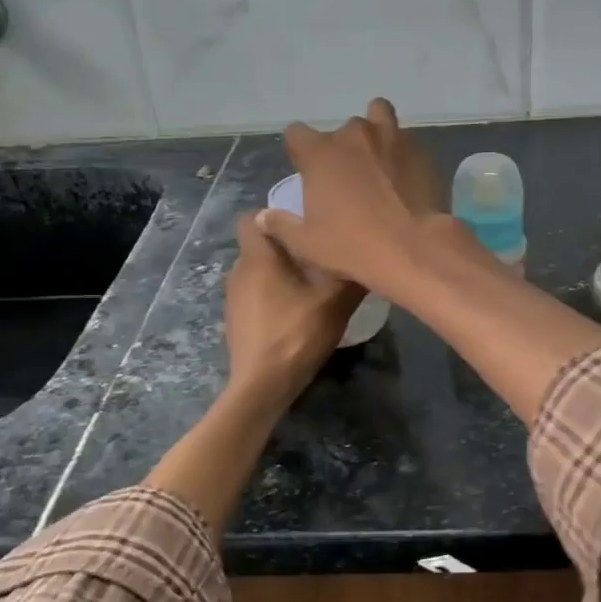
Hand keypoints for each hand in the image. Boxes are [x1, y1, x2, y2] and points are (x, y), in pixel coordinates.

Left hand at [225, 210, 362, 406]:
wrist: (261, 385)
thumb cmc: (295, 334)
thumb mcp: (335, 302)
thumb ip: (350, 274)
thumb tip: (367, 255)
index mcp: (258, 257)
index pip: (251, 217)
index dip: (273, 216)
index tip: (301, 226)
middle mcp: (239, 270)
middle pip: (260, 245)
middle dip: (286, 248)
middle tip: (319, 257)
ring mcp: (234, 297)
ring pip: (258, 272)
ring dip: (281, 274)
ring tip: (311, 287)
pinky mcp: (236, 320)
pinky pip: (255, 295)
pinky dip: (273, 297)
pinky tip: (295, 315)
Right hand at [256, 98, 450, 296]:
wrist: (414, 249)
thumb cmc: (353, 246)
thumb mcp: (307, 244)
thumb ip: (281, 225)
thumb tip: (262, 216)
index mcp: (320, 153)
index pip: (296, 133)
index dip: (299, 151)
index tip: (307, 171)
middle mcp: (354, 135)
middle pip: (341, 130)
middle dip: (342, 148)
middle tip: (349, 178)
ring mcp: (391, 137)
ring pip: (378, 117)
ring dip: (375, 134)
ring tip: (379, 162)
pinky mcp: (421, 150)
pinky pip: (406, 140)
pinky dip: (402, 152)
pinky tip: (405, 176)